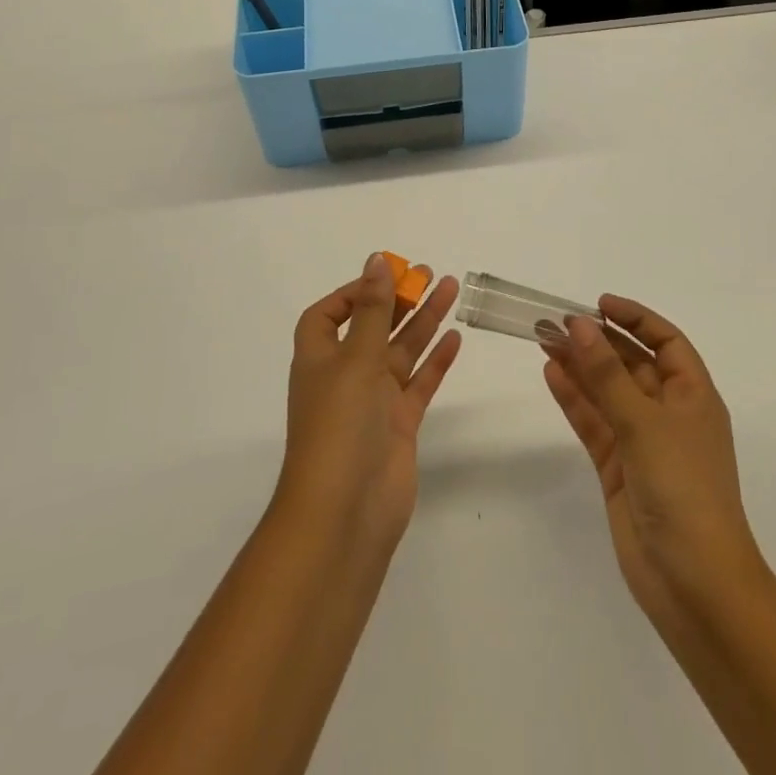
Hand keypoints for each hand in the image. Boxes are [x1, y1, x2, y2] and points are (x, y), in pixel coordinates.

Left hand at [276, 254, 462, 555]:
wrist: (345, 514)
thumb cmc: (339, 427)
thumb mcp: (355, 359)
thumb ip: (373, 310)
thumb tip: (376, 261)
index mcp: (320, 358)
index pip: (328, 315)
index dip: (353, 293)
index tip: (385, 277)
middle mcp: (345, 375)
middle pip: (373, 327)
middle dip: (397, 300)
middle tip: (429, 273)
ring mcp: (374, 401)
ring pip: (402, 351)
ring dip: (424, 321)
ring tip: (452, 289)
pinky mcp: (399, 424)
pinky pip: (420, 383)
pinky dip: (436, 361)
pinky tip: (455, 338)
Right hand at [543, 297, 766, 628]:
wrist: (695, 585)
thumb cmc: (684, 490)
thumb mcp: (646, 424)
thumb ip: (608, 375)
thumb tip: (580, 325)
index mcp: (694, 396)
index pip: (666, 341)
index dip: (636, 318)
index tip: (599, 305)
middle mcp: (669, 413)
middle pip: (631, 364)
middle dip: (598, 342)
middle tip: (556, 322)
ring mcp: (643, 442)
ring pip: (607, 392)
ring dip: (580, 366)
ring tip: (544, 340)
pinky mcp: (619, 469)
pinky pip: (594, 423)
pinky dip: (574, 399)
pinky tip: (552, 375)